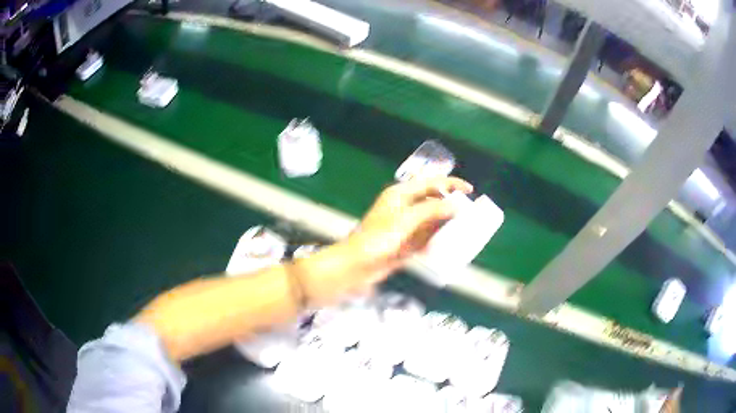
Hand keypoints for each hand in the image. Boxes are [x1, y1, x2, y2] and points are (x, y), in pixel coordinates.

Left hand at [294, 177, 472, 304]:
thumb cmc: (378, 239)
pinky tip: (449, 245)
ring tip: (465, 229)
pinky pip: (426, 238)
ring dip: (446, 224)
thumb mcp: (406, 220)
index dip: (450, 184)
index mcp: (401, 195)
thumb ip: (432, 210)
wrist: (356, 266)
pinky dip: (437, 240)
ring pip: (431, 221)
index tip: (470, 190)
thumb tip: (456, 205)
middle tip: (469, 213)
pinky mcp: (405, 244)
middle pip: (432, 201)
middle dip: (451, 206)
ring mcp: (404, 227)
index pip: (430, 183)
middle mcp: (403, 207)